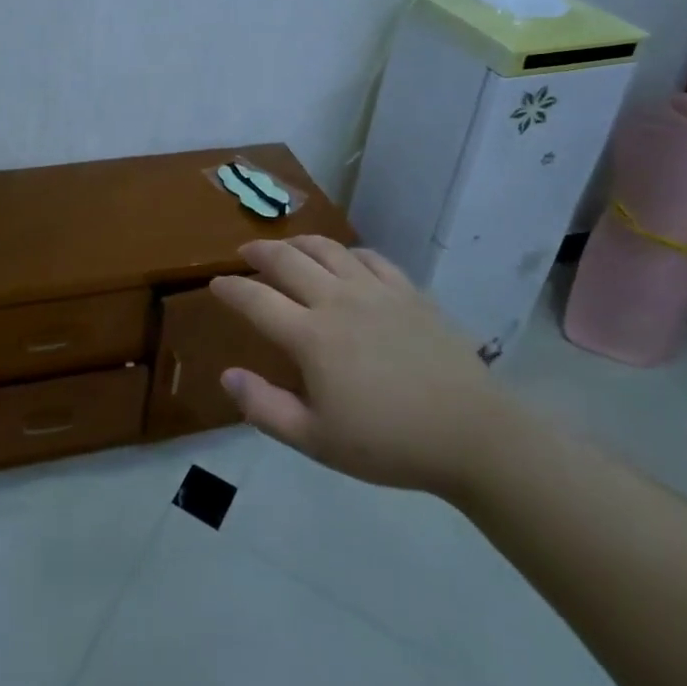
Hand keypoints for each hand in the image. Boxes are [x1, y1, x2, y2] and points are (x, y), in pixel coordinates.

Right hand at [211, 237, 516, 502]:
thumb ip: (265, 408)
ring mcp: (375, 291)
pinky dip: (347, 253)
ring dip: (298, 242)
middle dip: (259, 253)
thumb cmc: (388, 443)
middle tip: (245, 253)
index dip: (230, 289)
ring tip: (287, 246)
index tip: (216, 284)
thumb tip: (227, 375)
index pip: (256, 300)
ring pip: (327, 250)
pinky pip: (370, 257)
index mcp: (310, 336)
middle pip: (287, 261)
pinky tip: (345, 260)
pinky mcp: (408, 291)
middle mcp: (337, 300)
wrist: (471, 434)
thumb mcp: (316, 440)